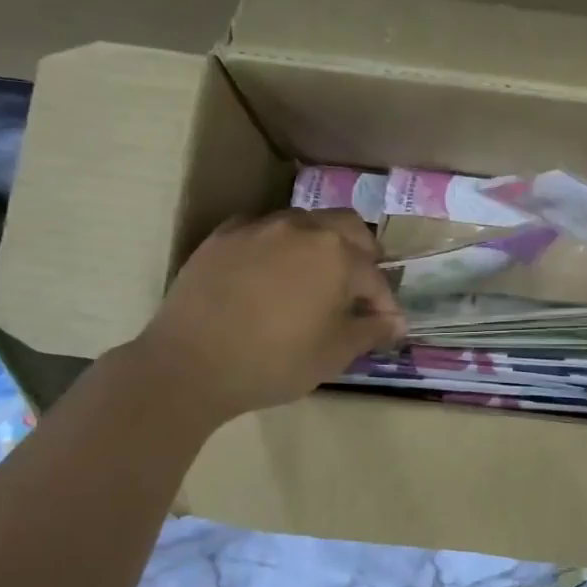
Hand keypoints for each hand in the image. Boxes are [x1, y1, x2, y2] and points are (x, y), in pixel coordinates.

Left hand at [137, 209, 404, 426]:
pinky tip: (269, 271)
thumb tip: (397, 321)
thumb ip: (371, 331)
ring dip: (321, 245)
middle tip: (358, 287)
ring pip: (305, 223)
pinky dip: (277, 245)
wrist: (190, 364)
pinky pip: (262, 229)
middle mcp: (302, 228)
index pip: (375, 276)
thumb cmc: (275, 361)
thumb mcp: (334, 354)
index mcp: (336, 254)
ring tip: (315, 277)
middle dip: (362, 254)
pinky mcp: (223, 236)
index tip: (384, 326)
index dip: (384, 304)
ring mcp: (259, 227)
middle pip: (348, 228)